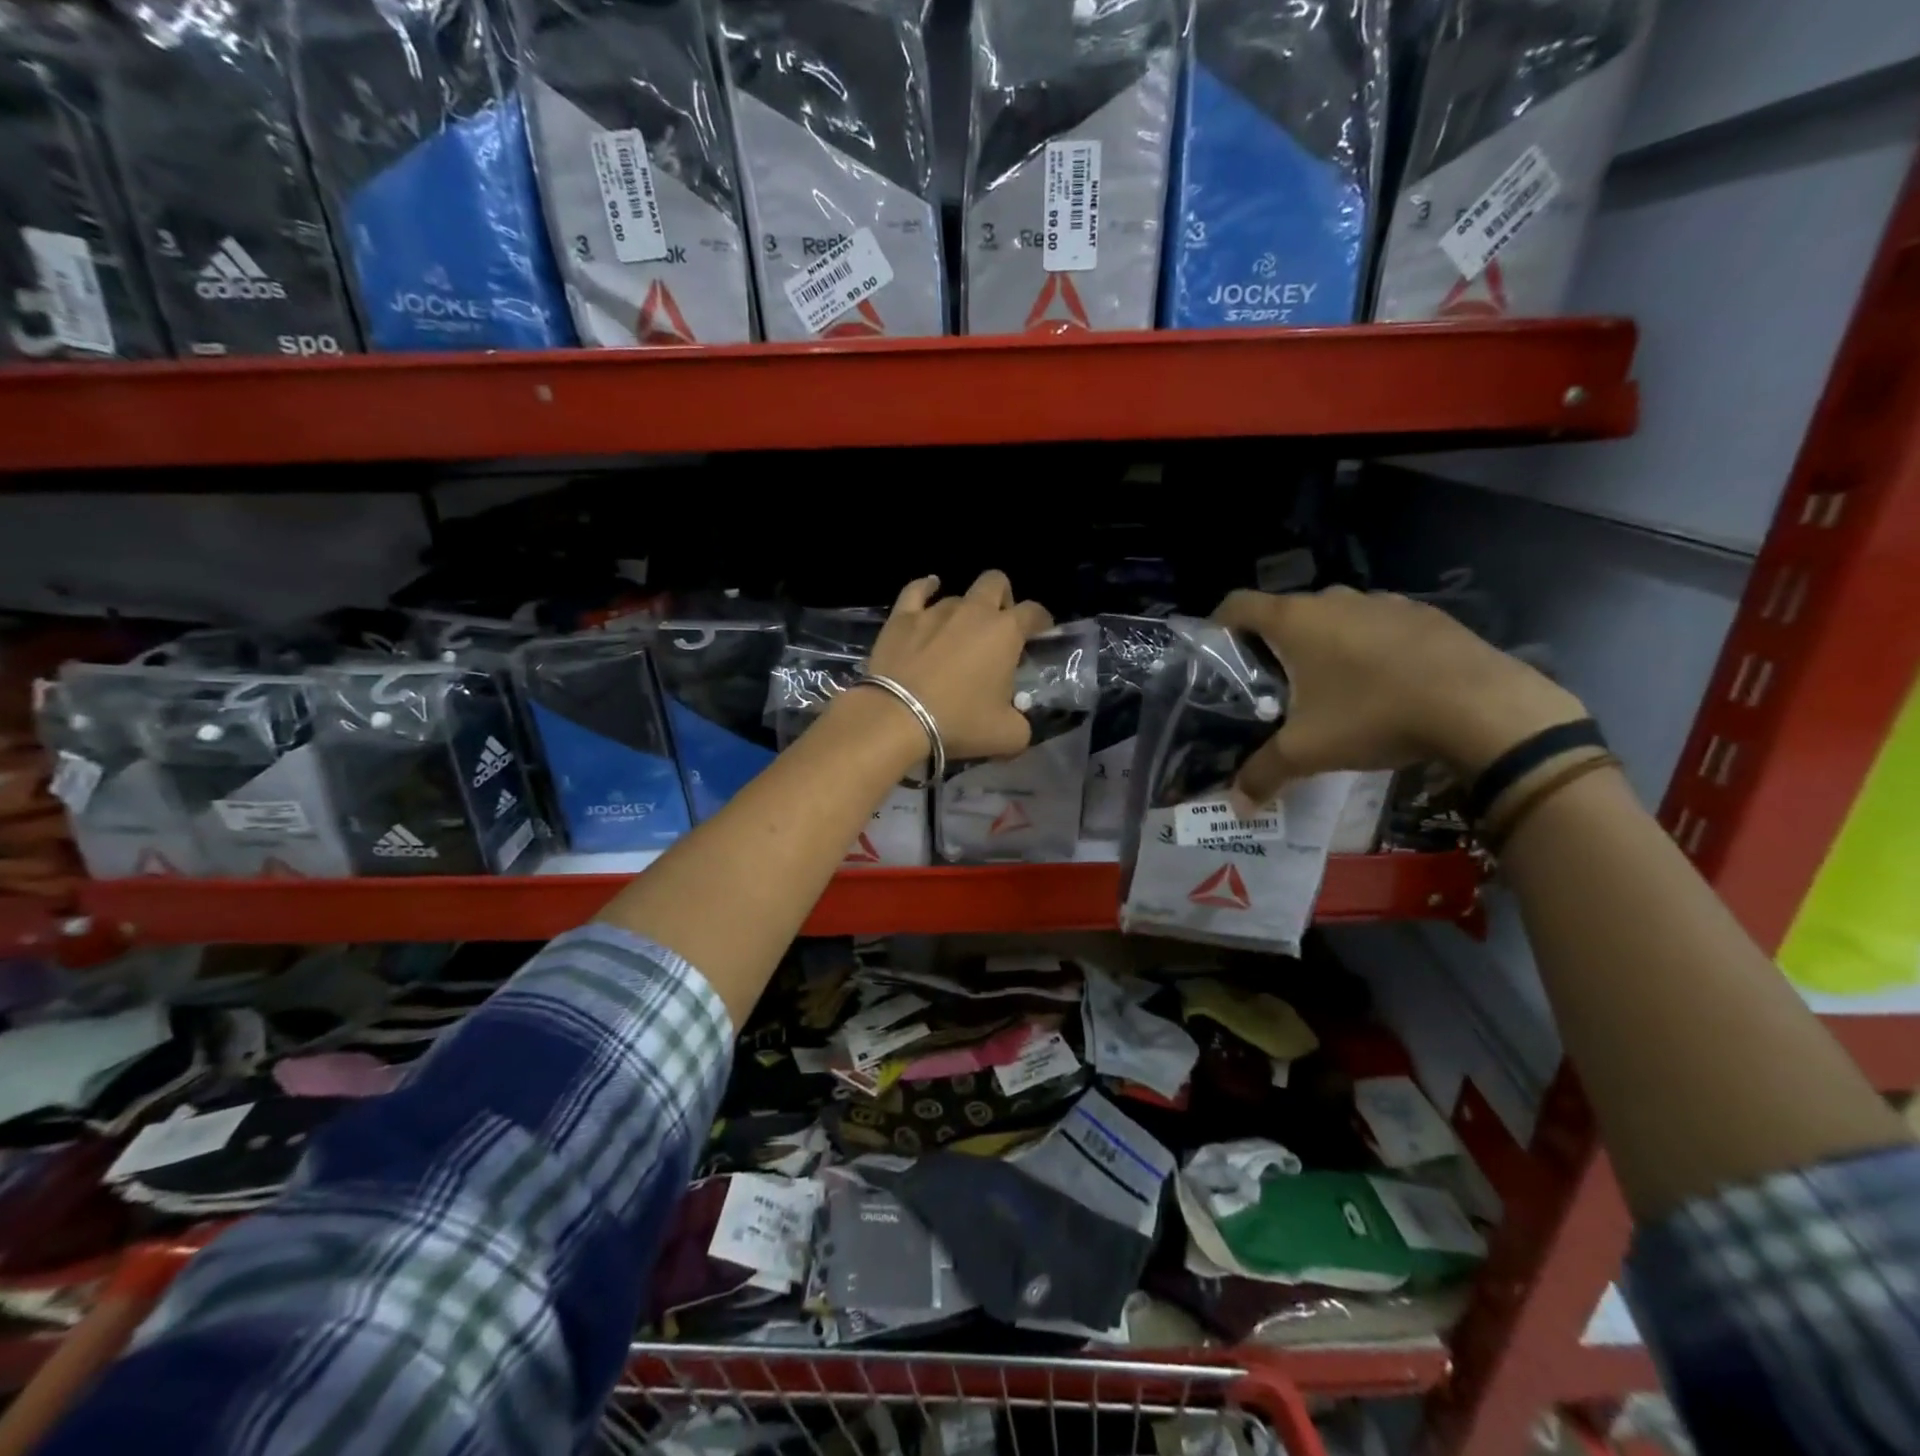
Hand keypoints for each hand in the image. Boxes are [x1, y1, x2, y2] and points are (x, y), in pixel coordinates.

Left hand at [863, 571, 1053, 759]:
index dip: (1041, 621)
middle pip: (996, 582)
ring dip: (964, 609)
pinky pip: (916, 590)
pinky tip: (929, 588)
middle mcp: (973, 611)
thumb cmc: (959, 722)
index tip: (1040, 634)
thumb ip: (1022, 723)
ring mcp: (935, 610)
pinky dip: (926, 588)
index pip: (1033, 612)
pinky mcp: (902, 617)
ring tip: (959, 633)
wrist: (898, 717)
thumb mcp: (1007, 736)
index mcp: (1006, 632)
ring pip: (957, 595)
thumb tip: (1018, 720)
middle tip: (999, 626)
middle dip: (1003, 598)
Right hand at [1214, 586, 1586, 803]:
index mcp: (1295, 620)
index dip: (1216, 625)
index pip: (1236, 604)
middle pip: (1284, 613)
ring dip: (1321, 645)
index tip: (1214, 655)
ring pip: (1333, 618)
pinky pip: (1376, 625)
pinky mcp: (1424, 614)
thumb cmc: (1374, 715)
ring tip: (1325, 687)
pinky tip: (1380, 685)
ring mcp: (1383, 602)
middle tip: (1269, 686)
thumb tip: (1236, 805)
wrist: (1482, 706)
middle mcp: (1334, 599)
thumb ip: (1263, 773)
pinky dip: (1366, 647)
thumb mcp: (1308, 751)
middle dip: (1271, 644)